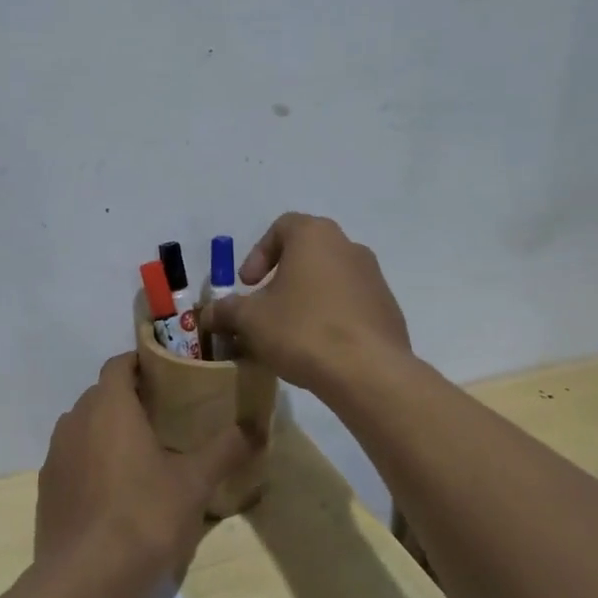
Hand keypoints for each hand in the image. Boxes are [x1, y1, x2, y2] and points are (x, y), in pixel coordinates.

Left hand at [35, 354, 254, 584]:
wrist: (86, 579)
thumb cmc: (144, 516)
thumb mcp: (195, 483)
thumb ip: (226, 449)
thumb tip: (256, 428)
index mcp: (109, 407)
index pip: (119, 364)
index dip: (142, 363)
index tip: (169, 374)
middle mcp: (75, 421)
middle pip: (101, 395)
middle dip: (130, 398)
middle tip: (166, 415)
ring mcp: (55, 456)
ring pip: (84, 427)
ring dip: (108, 430)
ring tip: (143, 452)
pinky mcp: (47, 488)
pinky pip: (73, 458)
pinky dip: (92, 461)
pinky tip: (116, 490)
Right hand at [198, 213, 409, 390]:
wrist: (367, 371)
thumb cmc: (302, 330)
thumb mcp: (250, 320)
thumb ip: (226, 311)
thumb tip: (208, 314)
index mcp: (315, 236)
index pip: (282, 227)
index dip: (258, 254)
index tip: (247, 284)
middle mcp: (349, 247)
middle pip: (307, 254)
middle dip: (281, 279)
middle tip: (264, 309)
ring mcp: (374, 278)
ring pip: (330, 281)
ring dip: (306, 300)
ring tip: (289, 334)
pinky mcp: (388, 310)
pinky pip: (350, 306)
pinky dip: (331, 318)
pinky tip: (319, 349)